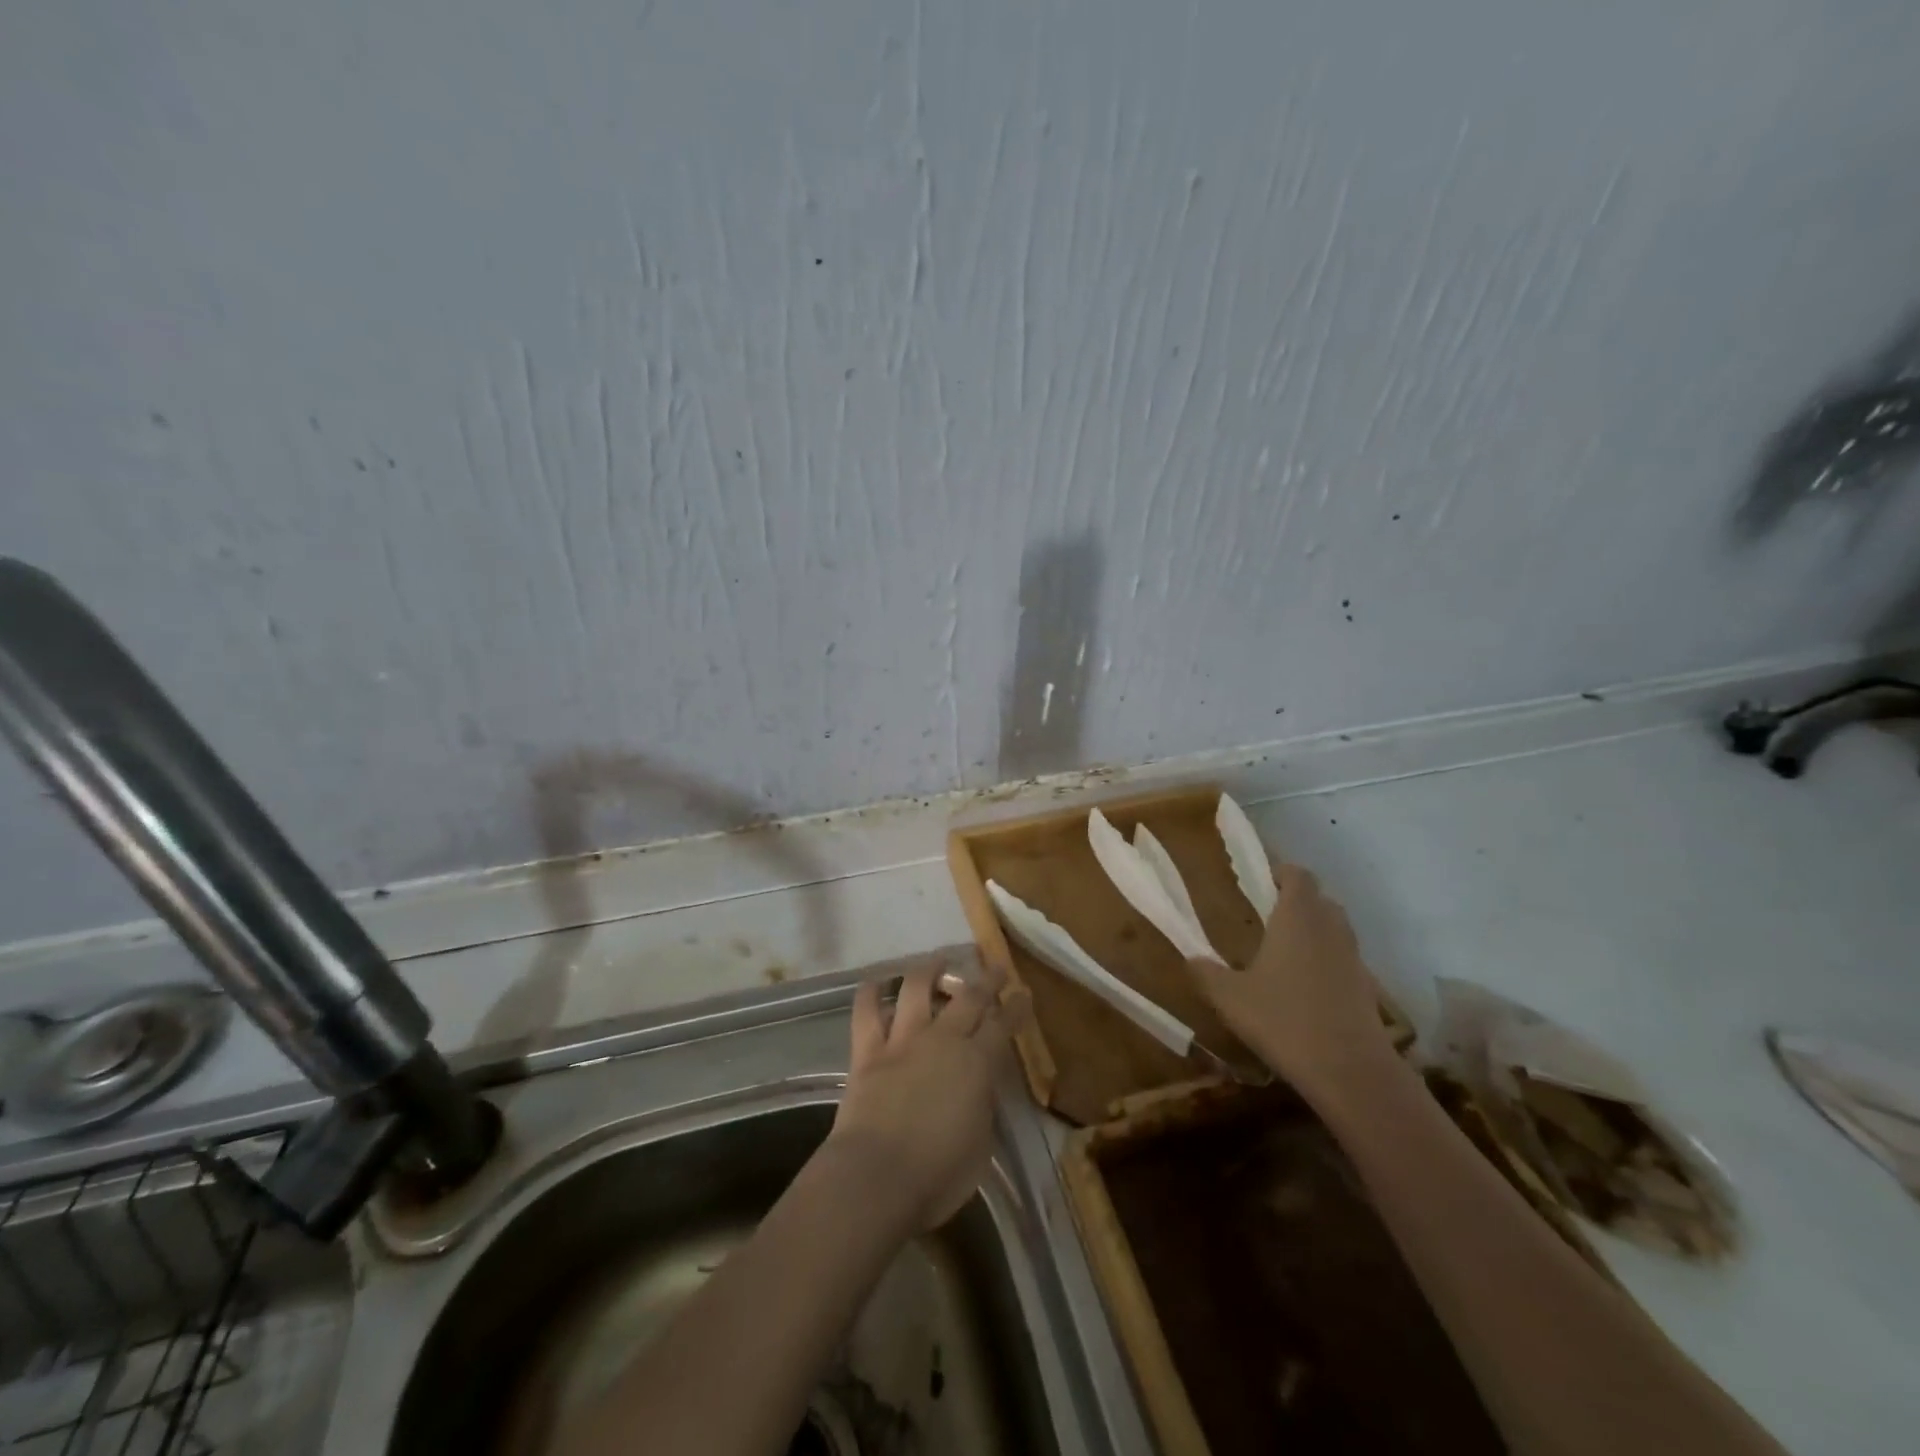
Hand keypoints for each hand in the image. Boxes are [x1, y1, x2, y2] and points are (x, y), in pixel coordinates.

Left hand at [825, 968, 1011, 1233]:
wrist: (876, 1178)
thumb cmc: (938, 1176)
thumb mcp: (981, 1146)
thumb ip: (982, 1107)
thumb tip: (978, 1089)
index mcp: (977, 1064)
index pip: (1003, 1026)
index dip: (1015, 1008)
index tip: (1023, 993)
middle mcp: (942, 1041)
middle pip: (968, 998)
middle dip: (986, 979)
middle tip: (994, 966)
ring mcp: (902, 1041)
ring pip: (916, 989)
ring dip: (929, 969)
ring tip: (936, 958)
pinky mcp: (867, 1051)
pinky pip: (866, 1012)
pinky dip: (870, 993)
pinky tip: (876, 982)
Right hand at [1190, 863, 1393, 1098]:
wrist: (1350, 1071)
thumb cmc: (1283, 1020)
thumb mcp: (1230, 998)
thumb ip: (1206, 973)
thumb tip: (1191, 959)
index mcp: (1297, 917)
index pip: (1297, 875)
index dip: (1281, 872)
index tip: (1261, 881)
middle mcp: (1329, 928)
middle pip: (1319, 899)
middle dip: (1296, 901)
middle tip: (1267, 915)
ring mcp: (1353, 958)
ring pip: (1335, 929)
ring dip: (1314, 931)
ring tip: (1284, 950)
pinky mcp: (1366, 989)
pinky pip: (1343, 960)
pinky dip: (1326, 962)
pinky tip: (1303, 987)